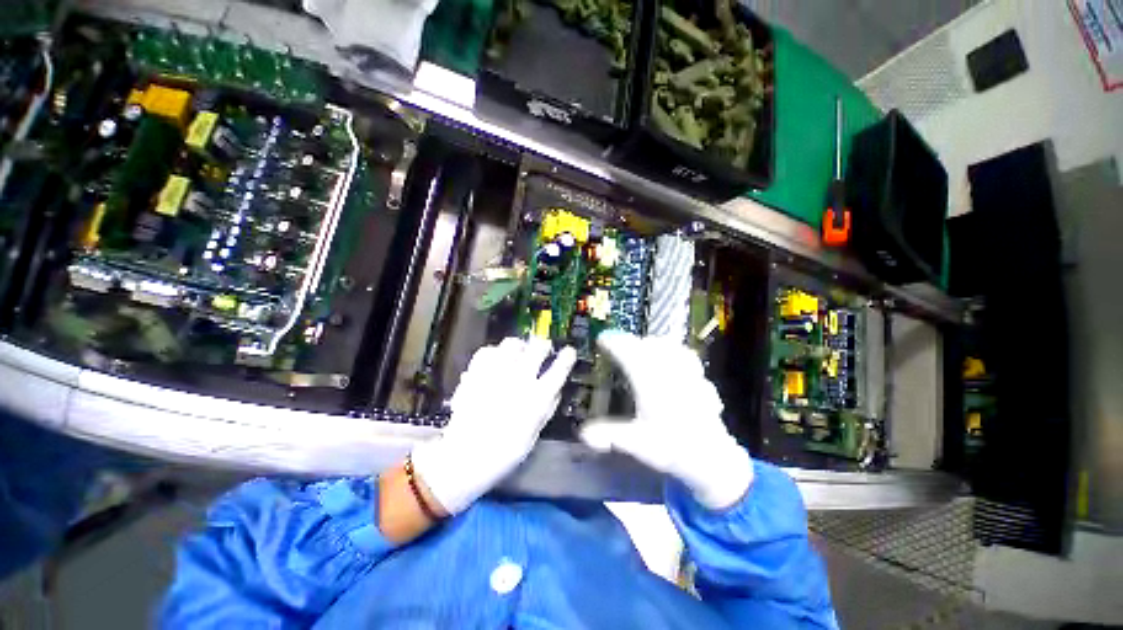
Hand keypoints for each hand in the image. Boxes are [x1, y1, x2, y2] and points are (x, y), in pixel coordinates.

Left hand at [411, 337, 575, 513]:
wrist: (465, 457)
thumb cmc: (504, 452)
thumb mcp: (534, 434)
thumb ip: (547, 408)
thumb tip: (556, 389)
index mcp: (537, 398)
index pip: (559, 369)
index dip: (567, 357)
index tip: (569, 351)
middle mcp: (519, 380)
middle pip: (538, 348)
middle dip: (543, 346)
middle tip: (542, 350)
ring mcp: (496, 373)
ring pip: (512, 343)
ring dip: (519, 346)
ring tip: (518, 353)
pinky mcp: (476, 373)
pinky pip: (488, 350)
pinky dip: (494, 352)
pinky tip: (495, 361)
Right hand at [579, 332, 752, 509]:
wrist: (712, 458)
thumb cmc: (672, 448)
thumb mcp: (636, 443)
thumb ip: (609, 435)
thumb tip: (583, 433)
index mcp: (649, 381)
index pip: (628, 351)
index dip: (613, 342)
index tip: (602, 339)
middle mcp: (668, 371)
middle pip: (647, 344)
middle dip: (630, 342)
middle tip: (616, 348)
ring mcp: (686, 372)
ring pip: (668, 346)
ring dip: (651, 344)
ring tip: (641, 349)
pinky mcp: (699, 379)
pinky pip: (685, 354)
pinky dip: (673, 351)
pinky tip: (671, 358)